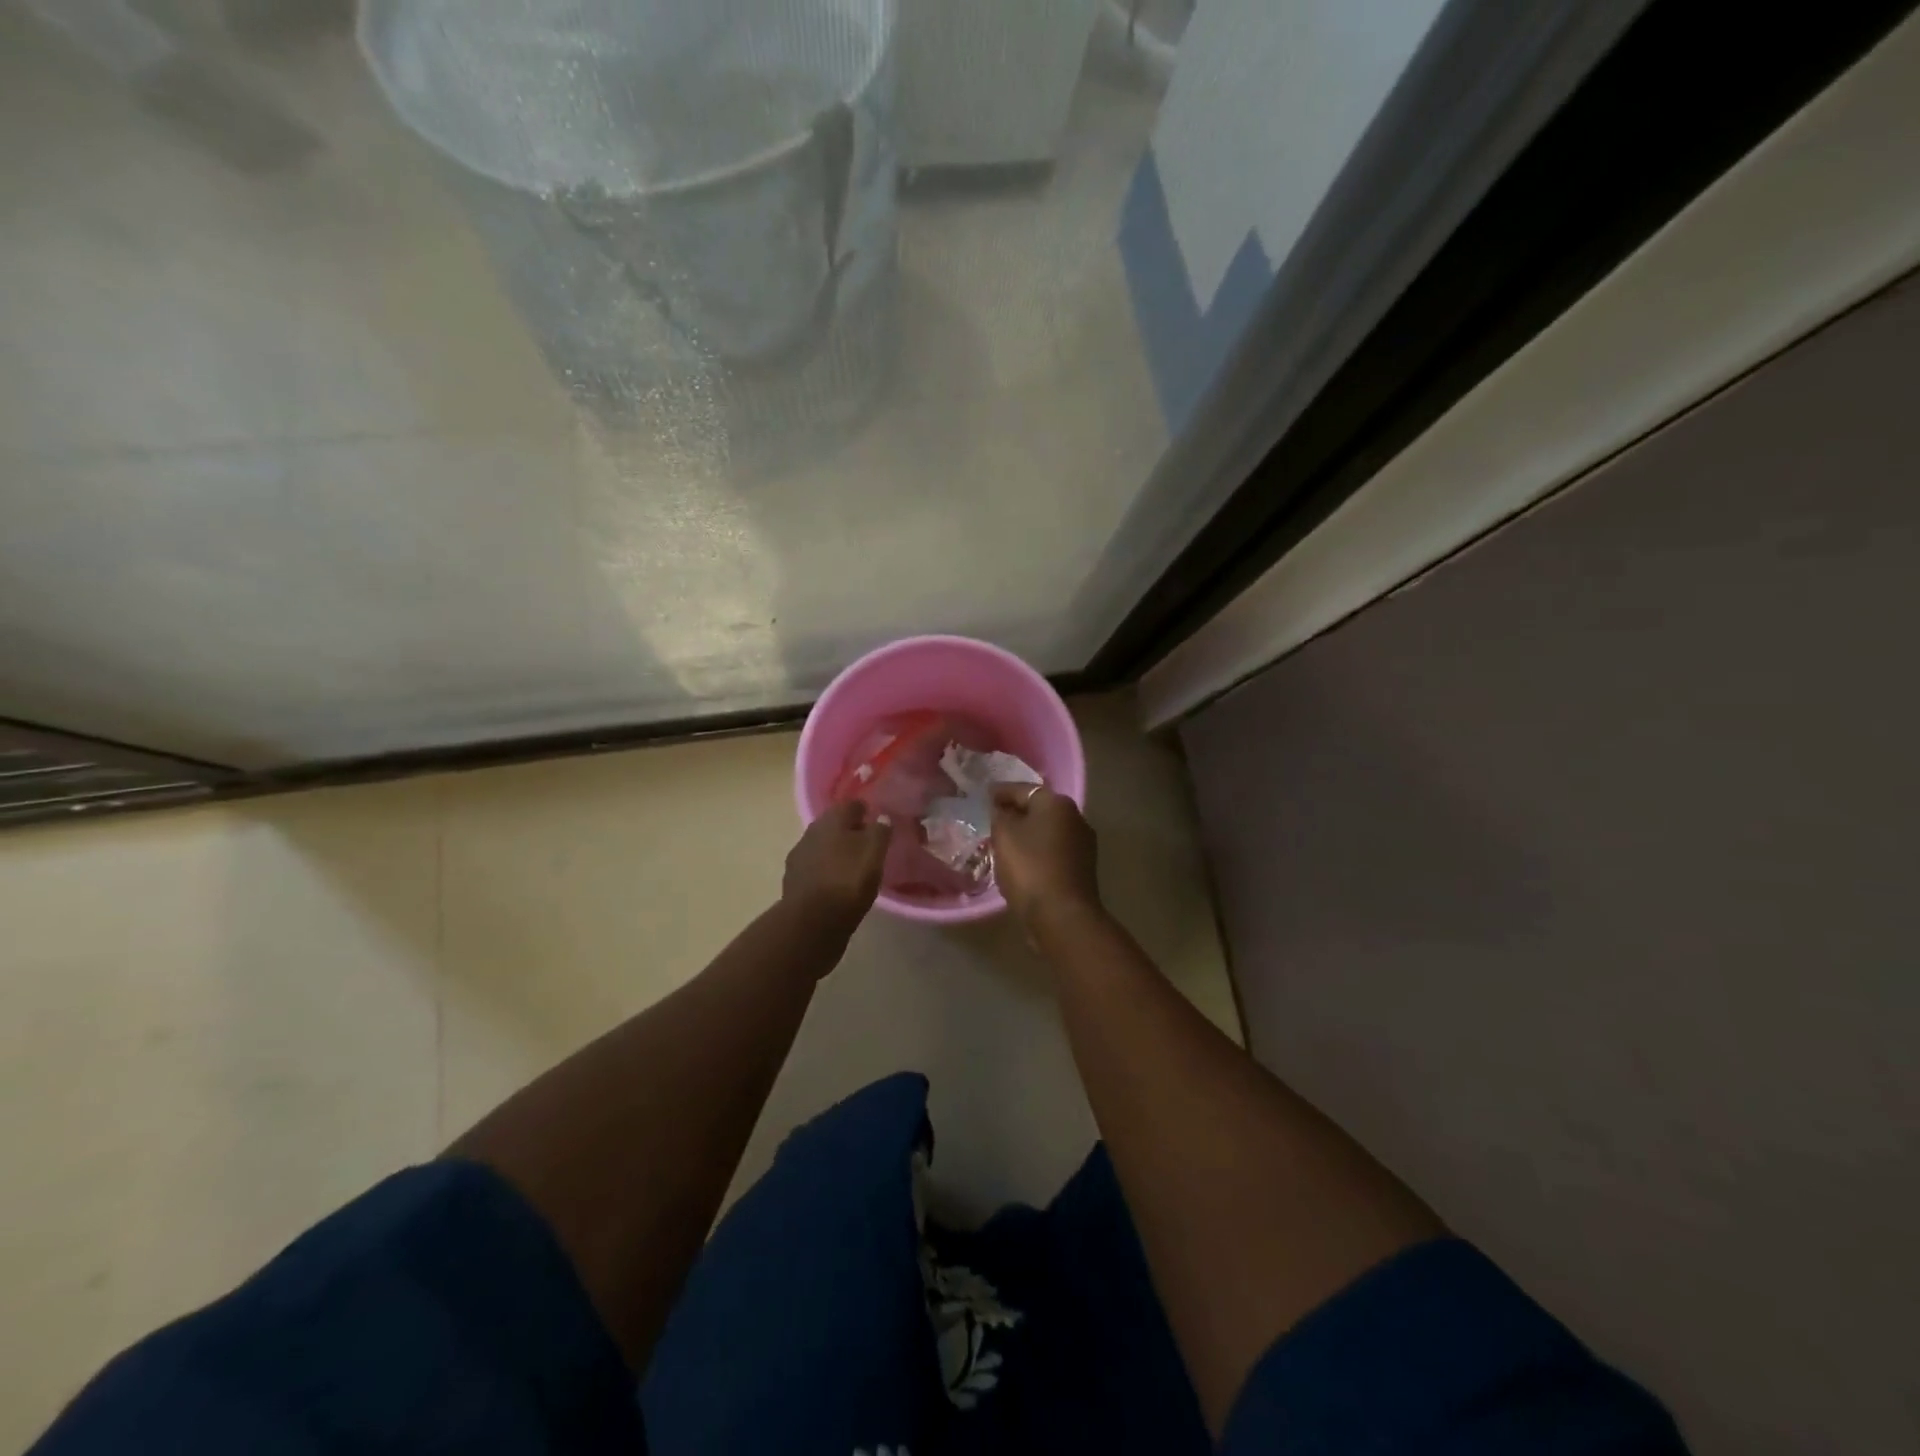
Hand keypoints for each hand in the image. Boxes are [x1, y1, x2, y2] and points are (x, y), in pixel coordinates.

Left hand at [783, 800, 892, 936]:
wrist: (810, 923)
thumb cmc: (848, 881)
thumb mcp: (874, 853)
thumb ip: (880, 831)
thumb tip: (881, 817)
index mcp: (832, 819)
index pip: (851, 805)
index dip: (866, 811)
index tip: (878, 821)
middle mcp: (811, 831)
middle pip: (834, 825)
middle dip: (850, 831)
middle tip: (868, 844)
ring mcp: (799, 856)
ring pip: (823, 846)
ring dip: (836, 851)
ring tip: (853, 866)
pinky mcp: (794, 880)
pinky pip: (815, 867)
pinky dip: (826, 870)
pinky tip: (836, 882)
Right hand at [990, 783, 1102, 931]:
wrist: (1062, 915)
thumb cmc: (1030, 868)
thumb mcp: (1004, 836)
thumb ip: (1000, 815)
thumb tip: (1003, 810)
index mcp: (1057, 803)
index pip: (1023, 789)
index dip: (1001, 792)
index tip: (984, 796)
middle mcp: (1076, 817)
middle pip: (1039, 809)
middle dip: (1016, 812)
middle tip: (993, 819)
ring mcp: (1083, 844)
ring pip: (1047, 831)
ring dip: (1028, 834)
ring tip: (1004, 842)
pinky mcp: (1083, 868)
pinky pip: (1053, 851)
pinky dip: (1038, 851)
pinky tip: (1023, 861)